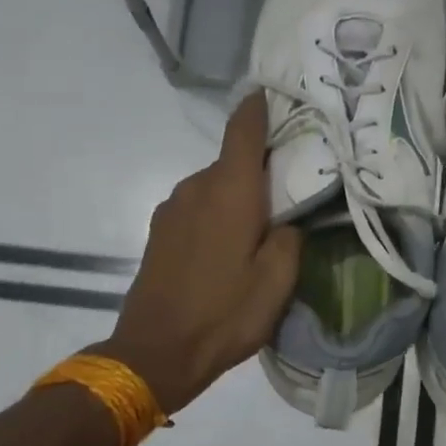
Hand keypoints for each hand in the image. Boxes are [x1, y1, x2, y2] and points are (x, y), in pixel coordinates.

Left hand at [90, 95, 301, 414]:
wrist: (155, 352)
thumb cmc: (224, 313)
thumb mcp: (278, 281)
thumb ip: (290, 237)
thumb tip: (285, 220)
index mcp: (230, 191)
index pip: (243, 129)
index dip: (259, 107)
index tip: (274, 93)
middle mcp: (196, 187)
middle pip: (232, 161)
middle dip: (259, 168)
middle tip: (290, 188)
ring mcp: (172, 209)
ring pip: (214, 187)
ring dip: (237, 197)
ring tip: (260, 228)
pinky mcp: (159, 232)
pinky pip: (197, 208)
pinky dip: (217, 215)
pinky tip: (228, 249)